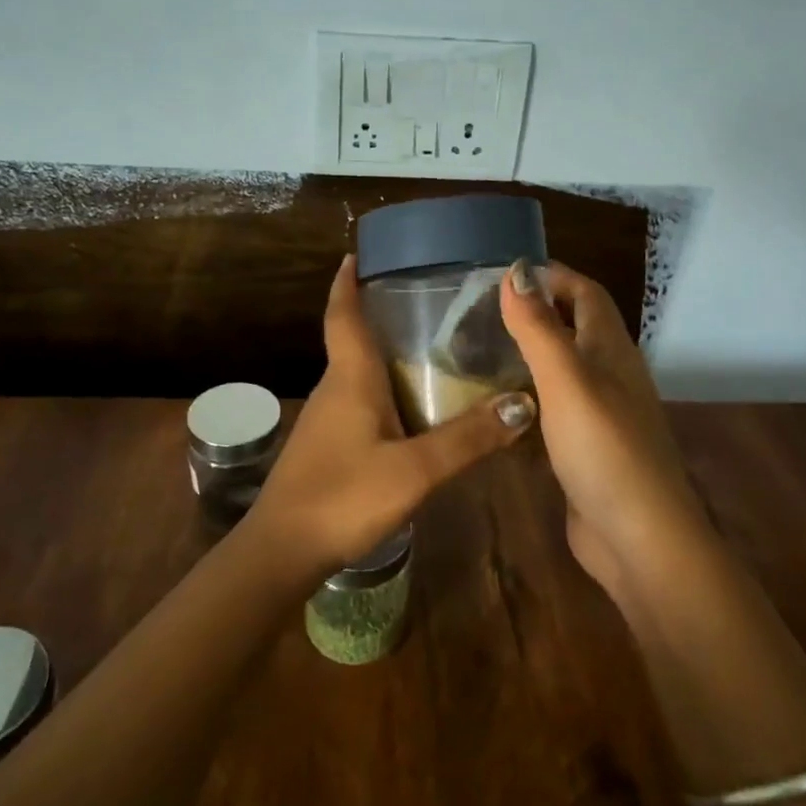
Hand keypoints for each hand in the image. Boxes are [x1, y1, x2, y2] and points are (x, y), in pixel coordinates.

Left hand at [251, 256, 537, 574]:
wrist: (282, 551)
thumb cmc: (343, 496)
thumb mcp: (415, 470)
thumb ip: (468, 438)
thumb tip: (523, 404)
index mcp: (350, 378)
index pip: (343, 314)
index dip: (347, 282)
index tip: (356, 255)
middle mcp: (335, 388)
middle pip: (354, 339)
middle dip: (381, 315)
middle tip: (427, 302)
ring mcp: (327, 419)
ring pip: (359, 374)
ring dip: (386, 356)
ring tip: (433, 350)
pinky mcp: (328, 446)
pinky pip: (360, 402)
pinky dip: (385, 391)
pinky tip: (414, 409)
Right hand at [498, 260, 704, 593]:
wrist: (639, 538)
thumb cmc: (603, 449)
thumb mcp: (566, 380)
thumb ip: (539, 327)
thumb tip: (517, 270)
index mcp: (611, 350)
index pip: (586, 294)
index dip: (552, 276)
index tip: (503, 275)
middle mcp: (611, 375)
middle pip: (576, 328)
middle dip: (537, 312)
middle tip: (481, 314)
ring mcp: (601, 415)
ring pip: (563, 369)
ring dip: (530, 355)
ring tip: (479, 353)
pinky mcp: (586, 449)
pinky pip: (555, 408)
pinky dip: (528, 397)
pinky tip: (498, 407)